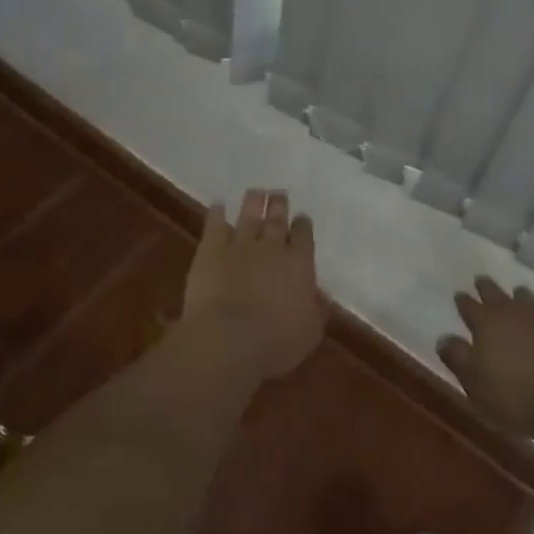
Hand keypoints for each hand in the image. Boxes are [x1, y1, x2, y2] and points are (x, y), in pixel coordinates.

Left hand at [183, 189, 325, 380]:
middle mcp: (272, 247)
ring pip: (249, 214)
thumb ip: (317, 310)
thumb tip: (323, 296)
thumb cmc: (276, 342)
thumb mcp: (310, 332)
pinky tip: (218, 205)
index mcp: (299, 264)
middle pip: (277, 219)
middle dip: (279, 205)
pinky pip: (215, 224)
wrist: (228, 339)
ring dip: (253, 201)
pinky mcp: (211, 249)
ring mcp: (240, 245)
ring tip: (256, 191)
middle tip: (279, 194)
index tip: (302, 219)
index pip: (304, 237)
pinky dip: (217, 213)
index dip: (303, 226)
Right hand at [438, 277, 533, 439]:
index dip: (464, 301)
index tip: (459, 294)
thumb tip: (443, 337)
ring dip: (521, 297)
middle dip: (487, 288)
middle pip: (498, 295)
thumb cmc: (517, 396)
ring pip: (529, 300)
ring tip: (518, 293)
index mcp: (488, 324)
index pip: (470, 307)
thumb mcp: (475, 384)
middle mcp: (516, 314)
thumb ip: (458, 358)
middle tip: (482, 280)